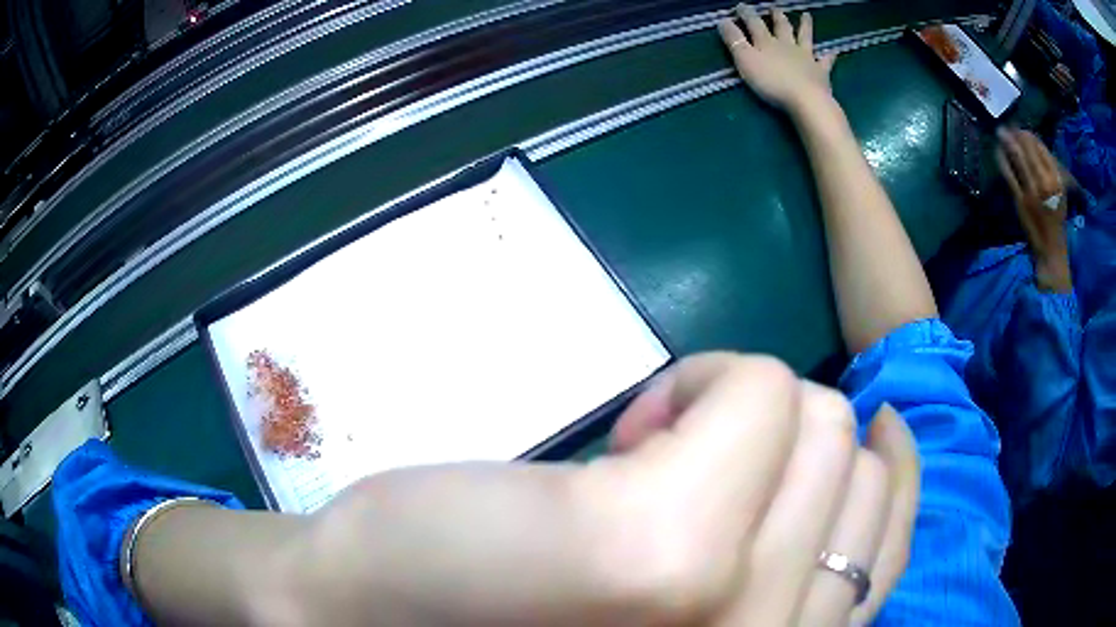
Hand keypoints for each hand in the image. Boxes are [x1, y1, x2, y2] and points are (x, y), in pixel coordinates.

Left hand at [260, 353, 918, 625]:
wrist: (375, 612)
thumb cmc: (523, 616)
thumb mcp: (698, 603)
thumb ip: (782, 557)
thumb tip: (847, 449)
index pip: (889, 535)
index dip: (885, 470)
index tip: (869, 429)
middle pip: (853, 456)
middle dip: (789, 439)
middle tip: (698, 463)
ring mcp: (720, 603)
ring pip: (820, 419)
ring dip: (748, 409)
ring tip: (656, 450)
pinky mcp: (656, 549)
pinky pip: (753, 391)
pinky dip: (704, 385)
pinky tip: (627, 434)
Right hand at [718, 7, 836, 112]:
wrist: (805, 100)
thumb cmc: (771, 81)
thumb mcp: (745, 60)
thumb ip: (734, 40)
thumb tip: (723, 20)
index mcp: (767, 42)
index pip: (754, 23)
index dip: (746, 14)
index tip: (740, 6)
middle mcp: (787, 45)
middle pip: (781, 27)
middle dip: (777, 17)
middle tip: (776, 8)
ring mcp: (806, 58)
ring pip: (804, 38)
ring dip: (805, 26)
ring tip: (807, 16)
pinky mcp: (820, 73)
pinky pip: (826, 62)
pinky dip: (829, 56)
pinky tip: (833, 52)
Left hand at [995, 128, 1072, 292]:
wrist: (1051, 250)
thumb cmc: (1056, 219)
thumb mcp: (1059, 192)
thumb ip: (1049, 169)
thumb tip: (1033, 144)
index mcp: (1057, 179)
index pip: (1040, 147)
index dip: (1028, 135)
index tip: (1021, 131)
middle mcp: (1045, 182)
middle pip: (1027, 147)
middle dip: (1016, 134)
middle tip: (1007, 128)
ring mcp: (1032, 191)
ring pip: (1016, 156)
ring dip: (1006, 141)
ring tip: (1000, 132)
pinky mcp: (1020, 200)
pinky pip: (1008, 172)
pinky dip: (1001, 159)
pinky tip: (997, 151)